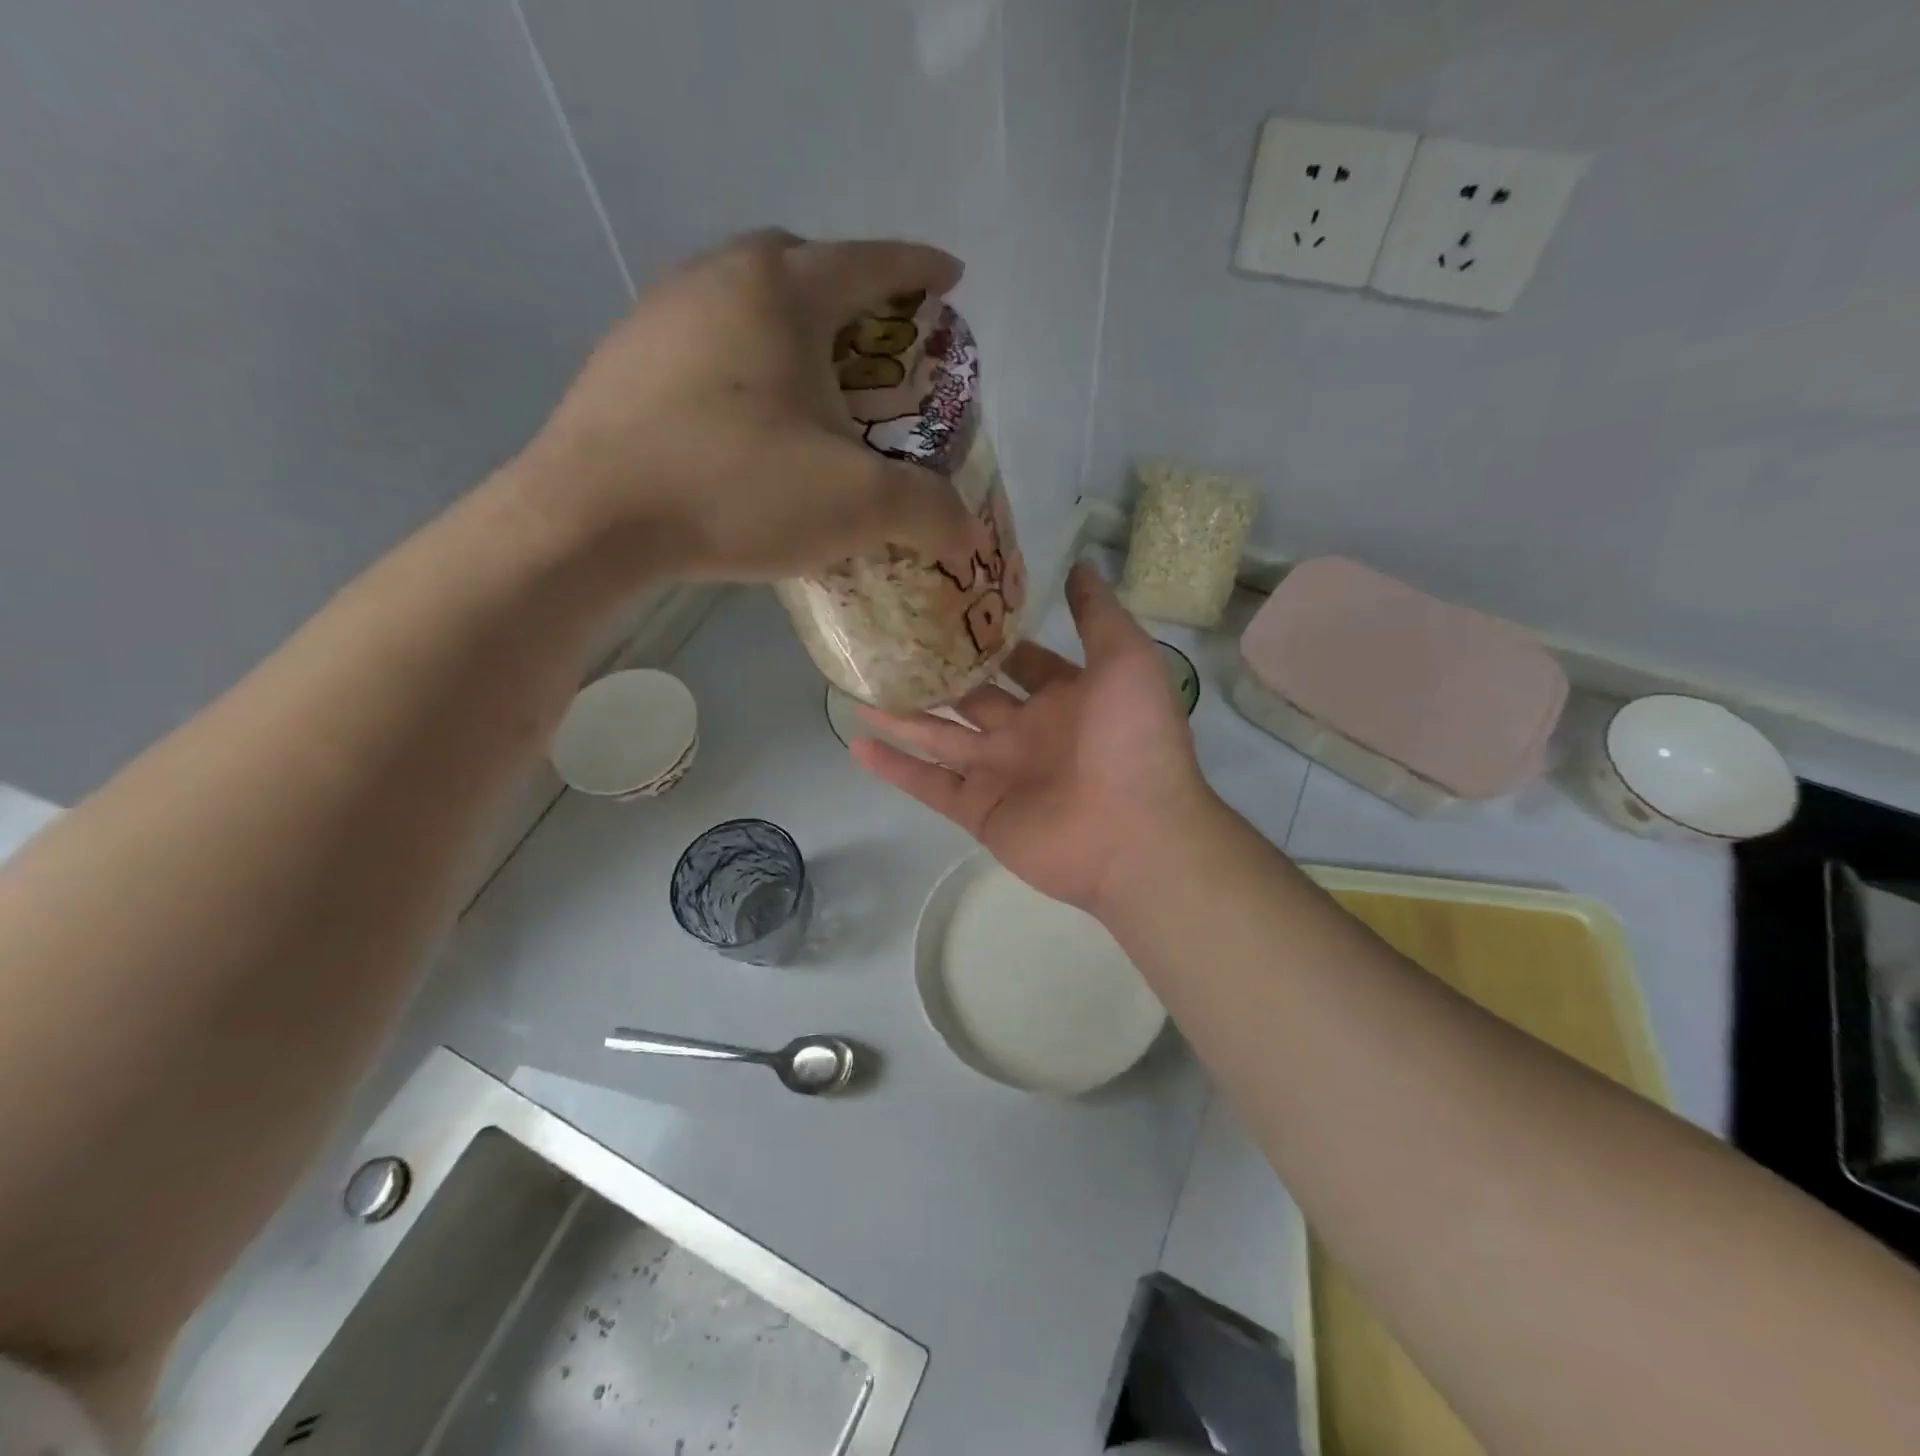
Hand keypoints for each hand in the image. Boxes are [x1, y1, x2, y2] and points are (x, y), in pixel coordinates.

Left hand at [513, 230, 977, 579]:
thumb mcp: (854, 504)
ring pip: (742, 299)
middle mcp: (717, 278)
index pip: (871, 263)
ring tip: (810, 386)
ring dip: (785, 328)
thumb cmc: (736, 489)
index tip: (950, 280)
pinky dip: (739, 363)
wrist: (591, 519)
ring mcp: (659, 314)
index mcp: (782, 292)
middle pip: (798, 263)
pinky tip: (744, 418)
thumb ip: (925, 509)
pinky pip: (702, 341)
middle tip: (871, 344)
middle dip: (846, 292)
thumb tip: (967, 531)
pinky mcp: (623, 360)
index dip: (919, 271)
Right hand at [851, 563, 1214, 913]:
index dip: (991, 637)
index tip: (947, 607)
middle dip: (936, 674)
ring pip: (939, 738)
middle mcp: (1028, 732)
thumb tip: (1078, 564)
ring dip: (901, 716)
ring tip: (856, 687)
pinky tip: (856, 742)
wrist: (1135, 835)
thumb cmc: (1132, 740)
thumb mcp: (1126, 660)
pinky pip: (929, 784)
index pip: (1021, 661)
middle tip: (888, 642)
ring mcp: (1000, 773)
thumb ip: (1097, 615)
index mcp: (1064, 698)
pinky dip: (894, 767)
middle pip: (971, 698)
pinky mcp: (979, 810)